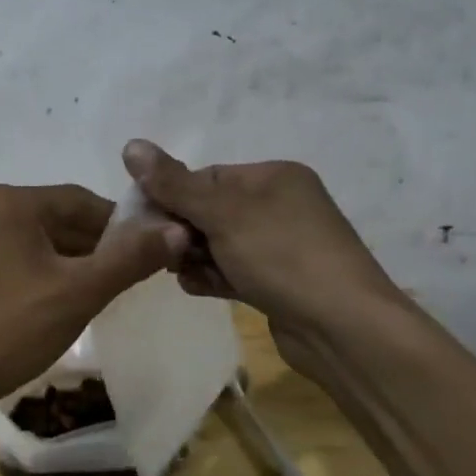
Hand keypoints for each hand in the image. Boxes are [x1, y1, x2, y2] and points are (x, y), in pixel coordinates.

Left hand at [0, 184, 186, 423]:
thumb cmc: (6, 330)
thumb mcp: (77, 293)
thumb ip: (129, 258)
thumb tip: (178, 229)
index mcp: (11, 200)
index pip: (83, 201)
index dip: (123, 227)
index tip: (152, 256)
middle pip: (60, 219)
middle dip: (98, 248)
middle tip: (131, 283)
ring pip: (40, 241)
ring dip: (73, 264)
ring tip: (102, 297)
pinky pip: (18, 258)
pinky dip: (45, 275)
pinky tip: (61, 305)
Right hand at [121, 139, 401, 336]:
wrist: (345, 331)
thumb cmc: (282, 256)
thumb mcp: (221, 213)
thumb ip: (172, 182)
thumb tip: (130, 144)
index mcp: (273, 176)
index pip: (206, 176)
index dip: (172, 196)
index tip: (146, 221)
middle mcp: (280, 205)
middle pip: (210, 210)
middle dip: (182, 230)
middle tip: (164, 252)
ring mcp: (283, 246)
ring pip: (220, 243)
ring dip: (194, 256)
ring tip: (181, 272)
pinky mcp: (281, 283)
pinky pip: (235, 270)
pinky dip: (214, 276)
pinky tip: (197, 288)